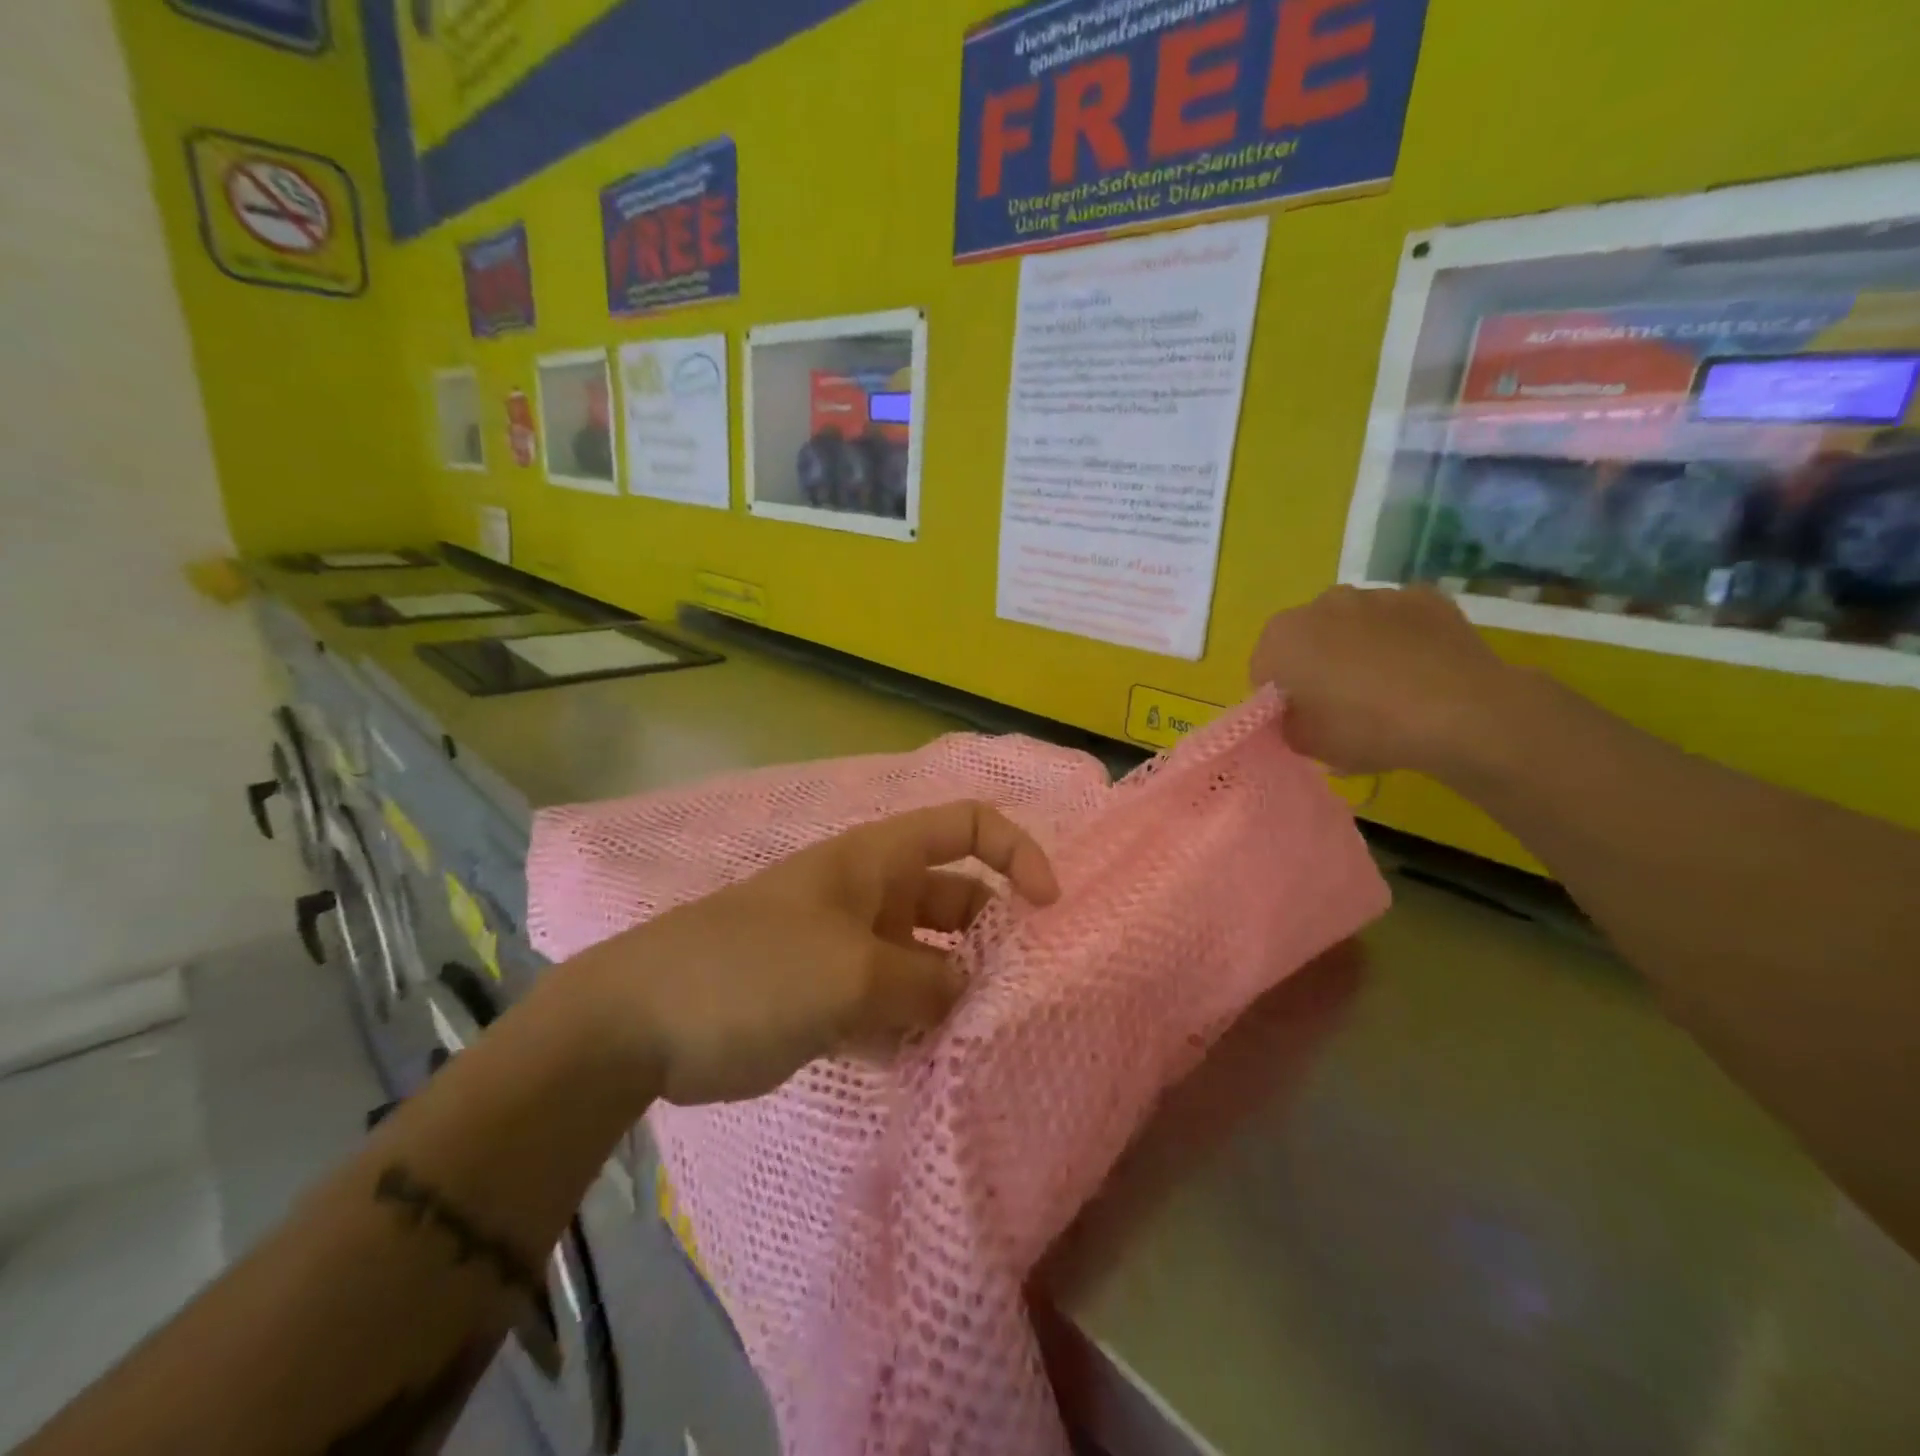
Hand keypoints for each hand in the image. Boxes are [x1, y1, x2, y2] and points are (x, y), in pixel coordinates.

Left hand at [568, 801, 1059, 1105]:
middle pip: (957, 901)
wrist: (640, 1024)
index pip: (966, 826)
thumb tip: (968, 996)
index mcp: (878, 861)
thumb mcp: (850, 975)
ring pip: (928, 962)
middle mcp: (873, 895)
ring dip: (956, 996)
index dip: (1017, 852)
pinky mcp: (832, 997)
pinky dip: (917, 1029)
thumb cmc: (752, 971)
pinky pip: (894, 1005)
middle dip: (992, 942)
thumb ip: (924, 985)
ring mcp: (852, 947)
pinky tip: (935, 1069)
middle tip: (1020, 1000)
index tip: (1047, 908)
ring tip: (984, 1044)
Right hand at [1248, 585, 1521, 777]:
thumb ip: (1285, 724)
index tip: (1301, 719)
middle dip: (1317, 665)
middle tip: (1340, 706)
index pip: (1264, 668)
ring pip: (1354, 625)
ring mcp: (1377, 594)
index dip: (1279, 697)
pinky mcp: (1425, 597)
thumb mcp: (1306, 744)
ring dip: (1358, 649)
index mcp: (1282, 636)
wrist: (1461, 713)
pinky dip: (1401, 640)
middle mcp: (1323, 603)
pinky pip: (1399, 621)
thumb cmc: (1366, 728)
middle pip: (1308, 638)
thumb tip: (1294, 714)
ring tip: (1386, 689)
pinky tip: (1419, 672)